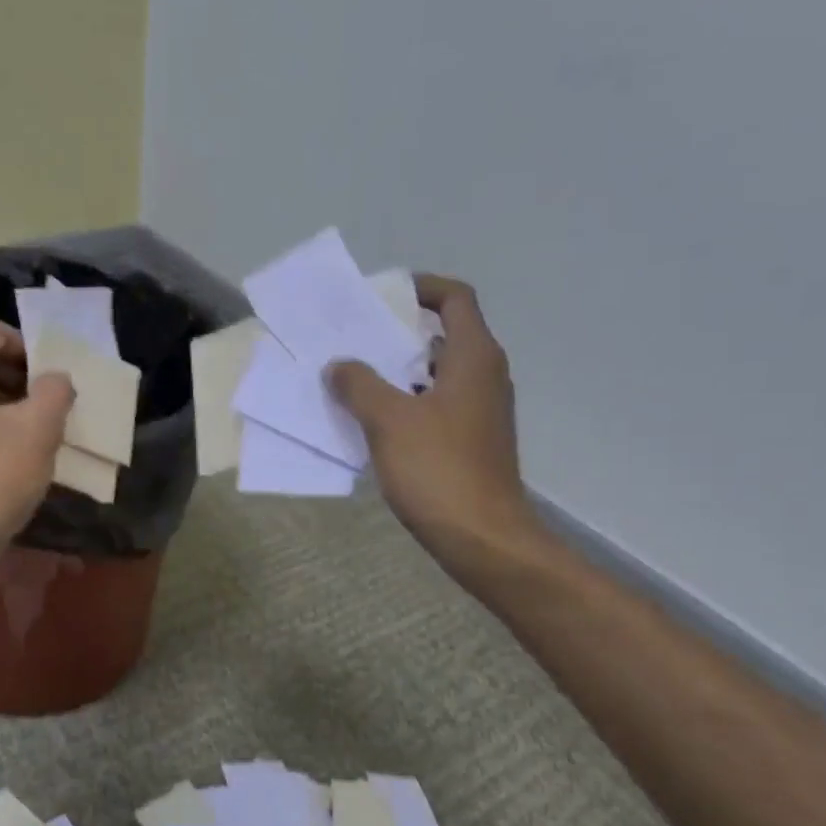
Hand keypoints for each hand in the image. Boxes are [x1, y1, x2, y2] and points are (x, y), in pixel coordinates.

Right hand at [327, 275, 542, 585]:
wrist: (482, 537)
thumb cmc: (438, 470)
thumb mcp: (389, 421)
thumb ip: (359, 385)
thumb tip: (339, 365)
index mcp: (473, 357)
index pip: (455, 299)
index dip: (421, 289)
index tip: (384, 296)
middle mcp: (485, 375)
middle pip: (445, 335)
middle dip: (402, 333)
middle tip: (358, 339)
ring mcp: (482, 410)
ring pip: (440, 374)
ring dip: (402, 371)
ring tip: (358, 378)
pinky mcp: (474, 441)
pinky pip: (439, 405)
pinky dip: (411, 402)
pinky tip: (377, 422)